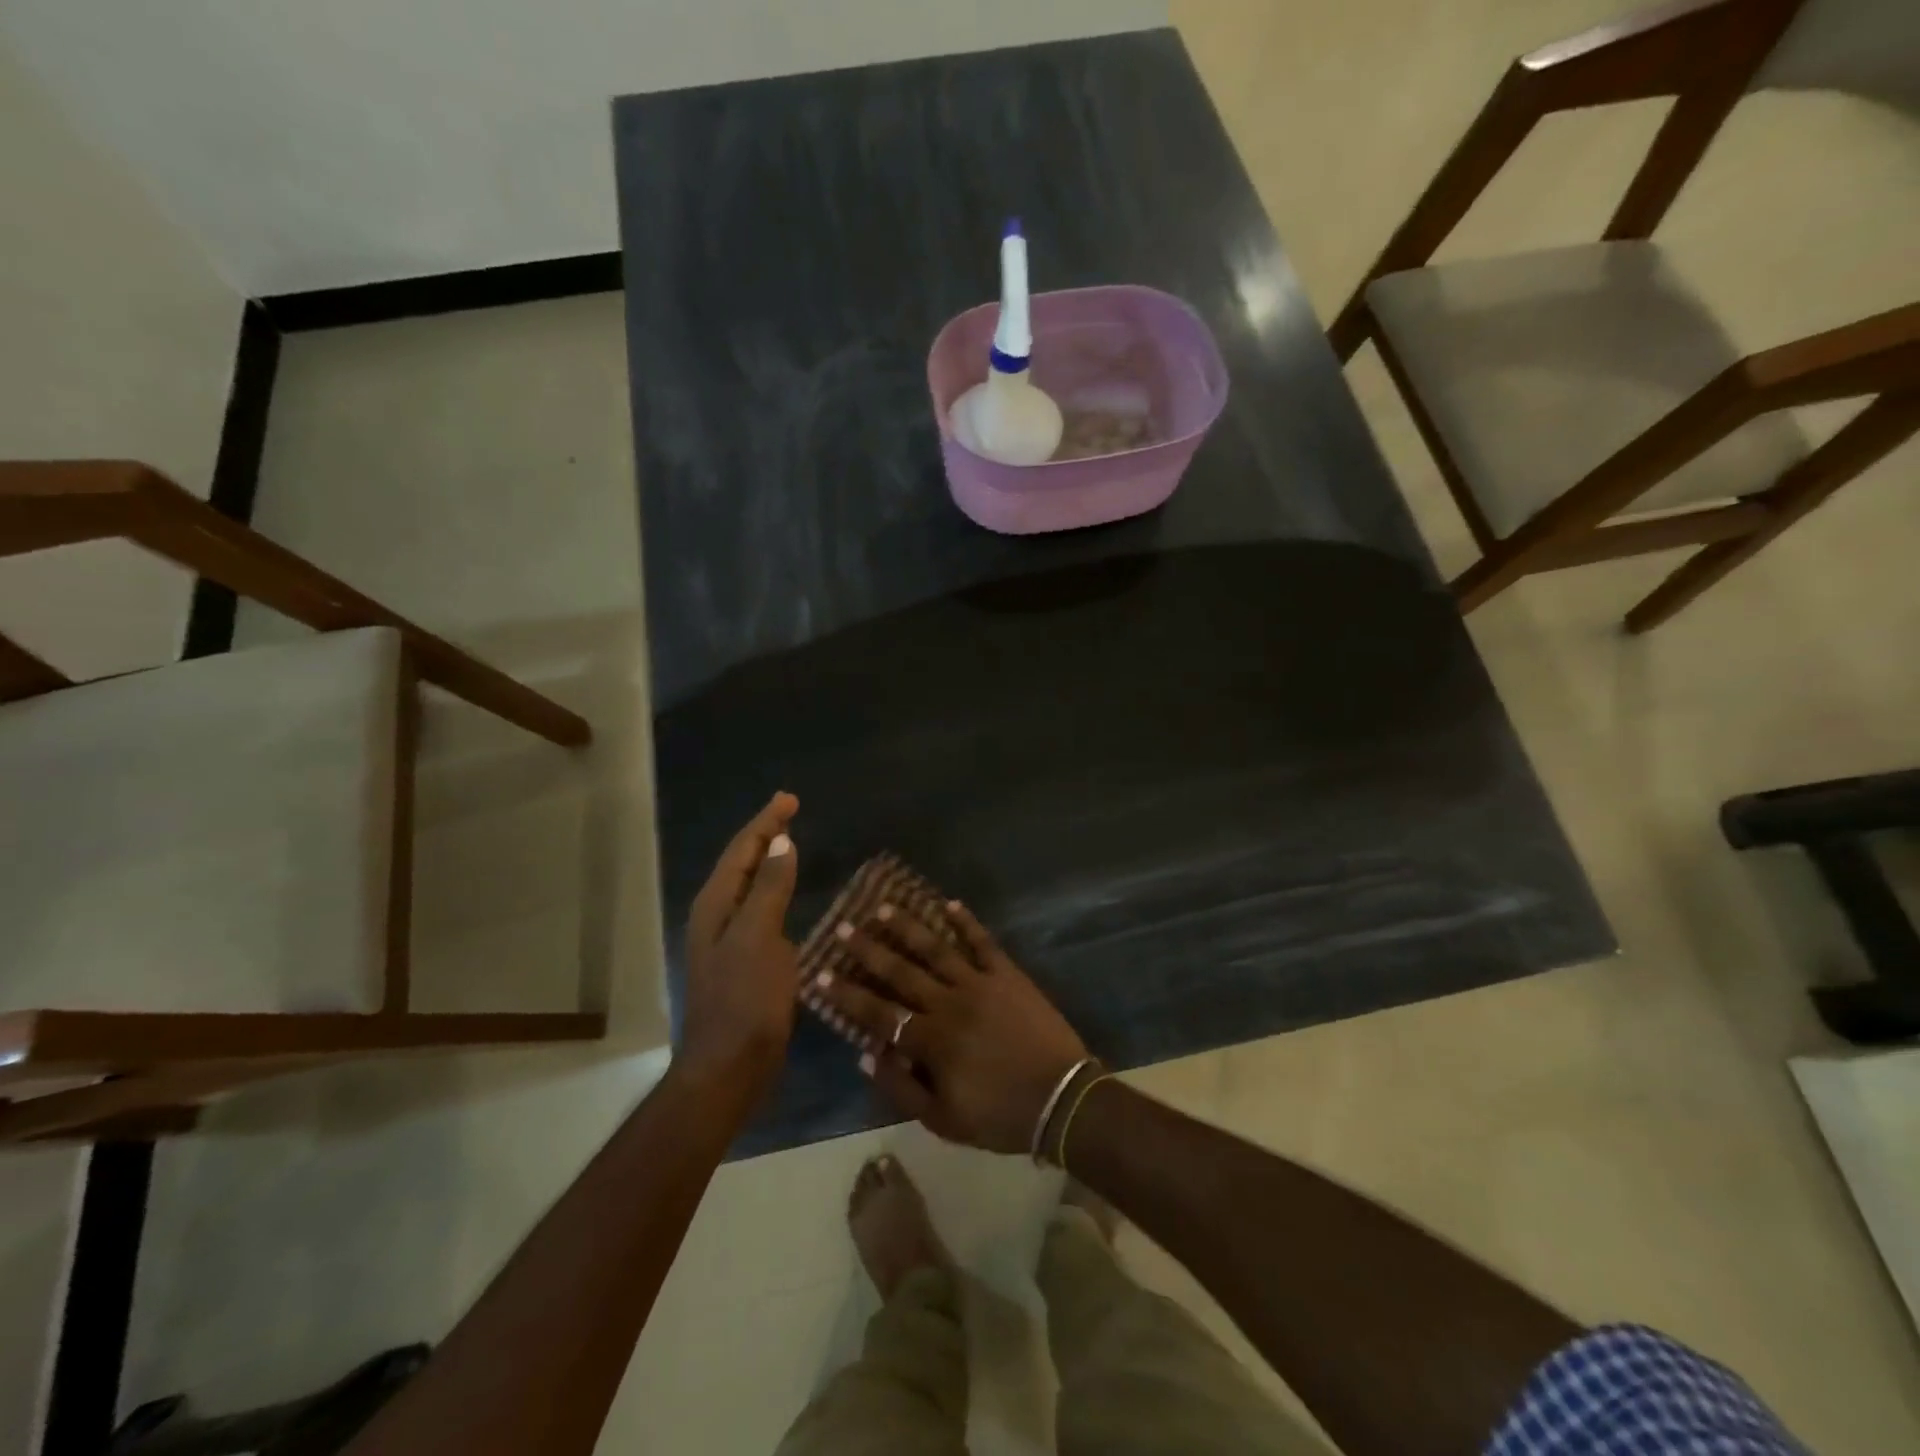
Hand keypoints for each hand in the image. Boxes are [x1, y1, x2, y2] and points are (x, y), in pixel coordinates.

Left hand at [680, 792, 800, 1088]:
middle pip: (741, 863)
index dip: (765, 822)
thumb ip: (769, 888)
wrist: (729, 1067)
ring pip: (749, 886)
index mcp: (716, 905)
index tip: (789, 799)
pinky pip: (760, 910)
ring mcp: (728, 940)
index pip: (741, 850)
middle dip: (764, 834)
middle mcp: (717, 916)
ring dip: (768, 861)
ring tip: (789, 842)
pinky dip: (775, 891)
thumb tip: (781, 841)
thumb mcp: (759, 938)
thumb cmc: (745, 1000)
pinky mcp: (743, 960)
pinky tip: (788, 895)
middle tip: (790, 810)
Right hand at [807, 900, 1087, 1153]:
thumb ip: (902, 1088)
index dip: (847, 994)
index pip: (879, 1013)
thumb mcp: (944, 1120)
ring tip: (884, 908)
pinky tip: (949, 904)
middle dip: (869, 950)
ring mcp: (981, 983)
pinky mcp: (1008, 974)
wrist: (1062, 1099)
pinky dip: (966, 922)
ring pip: (937, 949)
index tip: (821, 974)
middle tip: (844, 928)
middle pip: (902, 971)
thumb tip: (866, 1055)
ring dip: (909, 927)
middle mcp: (950, 1003)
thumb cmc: (1000, 1114)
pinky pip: (984, 943)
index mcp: (932, 1040)